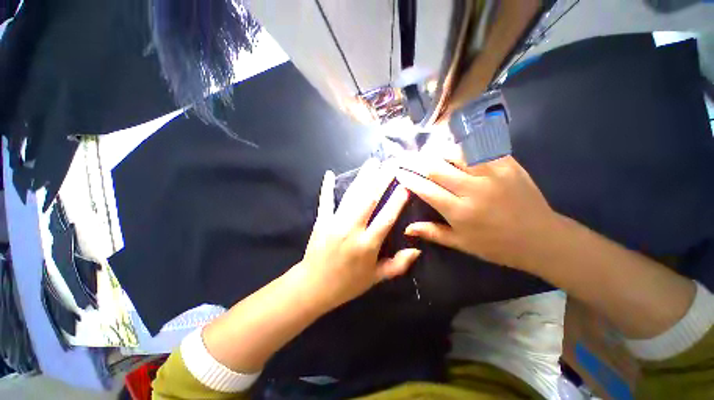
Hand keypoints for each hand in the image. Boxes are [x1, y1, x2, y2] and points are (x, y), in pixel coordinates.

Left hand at [296, 159, 421, 310]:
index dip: (397, 200)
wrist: (314, 286)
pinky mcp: (321, 221)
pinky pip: (325, 201)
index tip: (406, 184)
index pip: (386, 218)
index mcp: (367, 244)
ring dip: (363, 177)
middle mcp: (352, 229)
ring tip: (372, 162)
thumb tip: (417, 251)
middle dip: (382, 179)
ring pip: (352, 195)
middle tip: (391, 163)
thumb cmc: (348, 283)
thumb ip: (397, 265)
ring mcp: (334, 223)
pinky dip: (327, 187)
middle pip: (369, 199)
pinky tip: (329, 173)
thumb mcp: (375, 278)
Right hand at [395, 154, 556, 270]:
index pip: (426, 189)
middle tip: (404, 157)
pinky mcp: (508, 165)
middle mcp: (472, 189)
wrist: (541, 239)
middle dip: (415, 161)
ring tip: (427, 153)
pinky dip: (464, 146)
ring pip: (456, 153)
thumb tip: (407, 229)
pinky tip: (455, 147)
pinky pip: (481, 148)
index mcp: (459, 211)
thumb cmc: (496, 245)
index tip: (398, 172)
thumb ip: (432, 233)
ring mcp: (492, 174)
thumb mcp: (461, 244)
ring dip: (437, 152)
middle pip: (436, 168)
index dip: (409, 179)